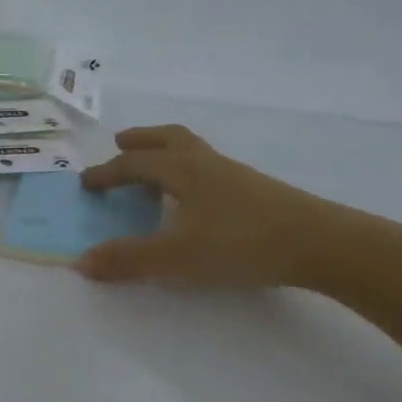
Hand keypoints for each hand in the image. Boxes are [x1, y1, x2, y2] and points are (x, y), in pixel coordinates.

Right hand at [76, 125, 368, 287]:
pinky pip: (210, 168)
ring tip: (154, 171)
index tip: (86, 184)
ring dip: (166, 153)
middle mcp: (207, 164)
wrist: (321, 244)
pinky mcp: (256, 191)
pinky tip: (195, 199)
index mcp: (183, 171)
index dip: (107, 173)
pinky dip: (189, 171)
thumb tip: (81, 261)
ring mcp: (235, 175)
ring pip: (193, 150)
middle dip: (141, 141)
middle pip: (168, 139)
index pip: (135, 164)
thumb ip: (128, 259)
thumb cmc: (241, 244)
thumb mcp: (176, 258)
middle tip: (121, 144)